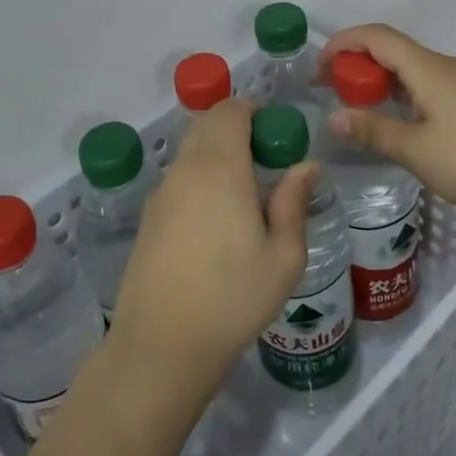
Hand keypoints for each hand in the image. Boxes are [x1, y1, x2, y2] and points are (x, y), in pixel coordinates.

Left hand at [109, 99, 316, 393]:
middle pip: (207, 124)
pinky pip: (178, 177)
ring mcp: (162, 192)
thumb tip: (306, 166)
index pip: (230, 111)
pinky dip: (199, 177)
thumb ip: (294, 202)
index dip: (254, 110)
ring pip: (190, 150)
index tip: (276, 134)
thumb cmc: (234, 298)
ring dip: (216, 153)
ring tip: (244, 193)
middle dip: (236, 127)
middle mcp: (186, 168)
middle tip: (265, 160)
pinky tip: (215, 219)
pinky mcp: (149, 216)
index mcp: (221, 167)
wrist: (162, 345)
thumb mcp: (283, 256)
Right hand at [320, 23, 455, 221]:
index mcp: (428, 67)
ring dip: (380, 80)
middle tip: (331, 89)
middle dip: (357, 63)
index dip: (343, 42)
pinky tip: (397, 121)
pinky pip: (428, 84)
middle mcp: (445, 66)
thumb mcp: (415, 150)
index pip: (377, 36)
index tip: (319, 66)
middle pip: (393, 49)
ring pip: (412, 69)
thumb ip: (372, 130)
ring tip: (357, 106)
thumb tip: (333, 118)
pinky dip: (402, 93)